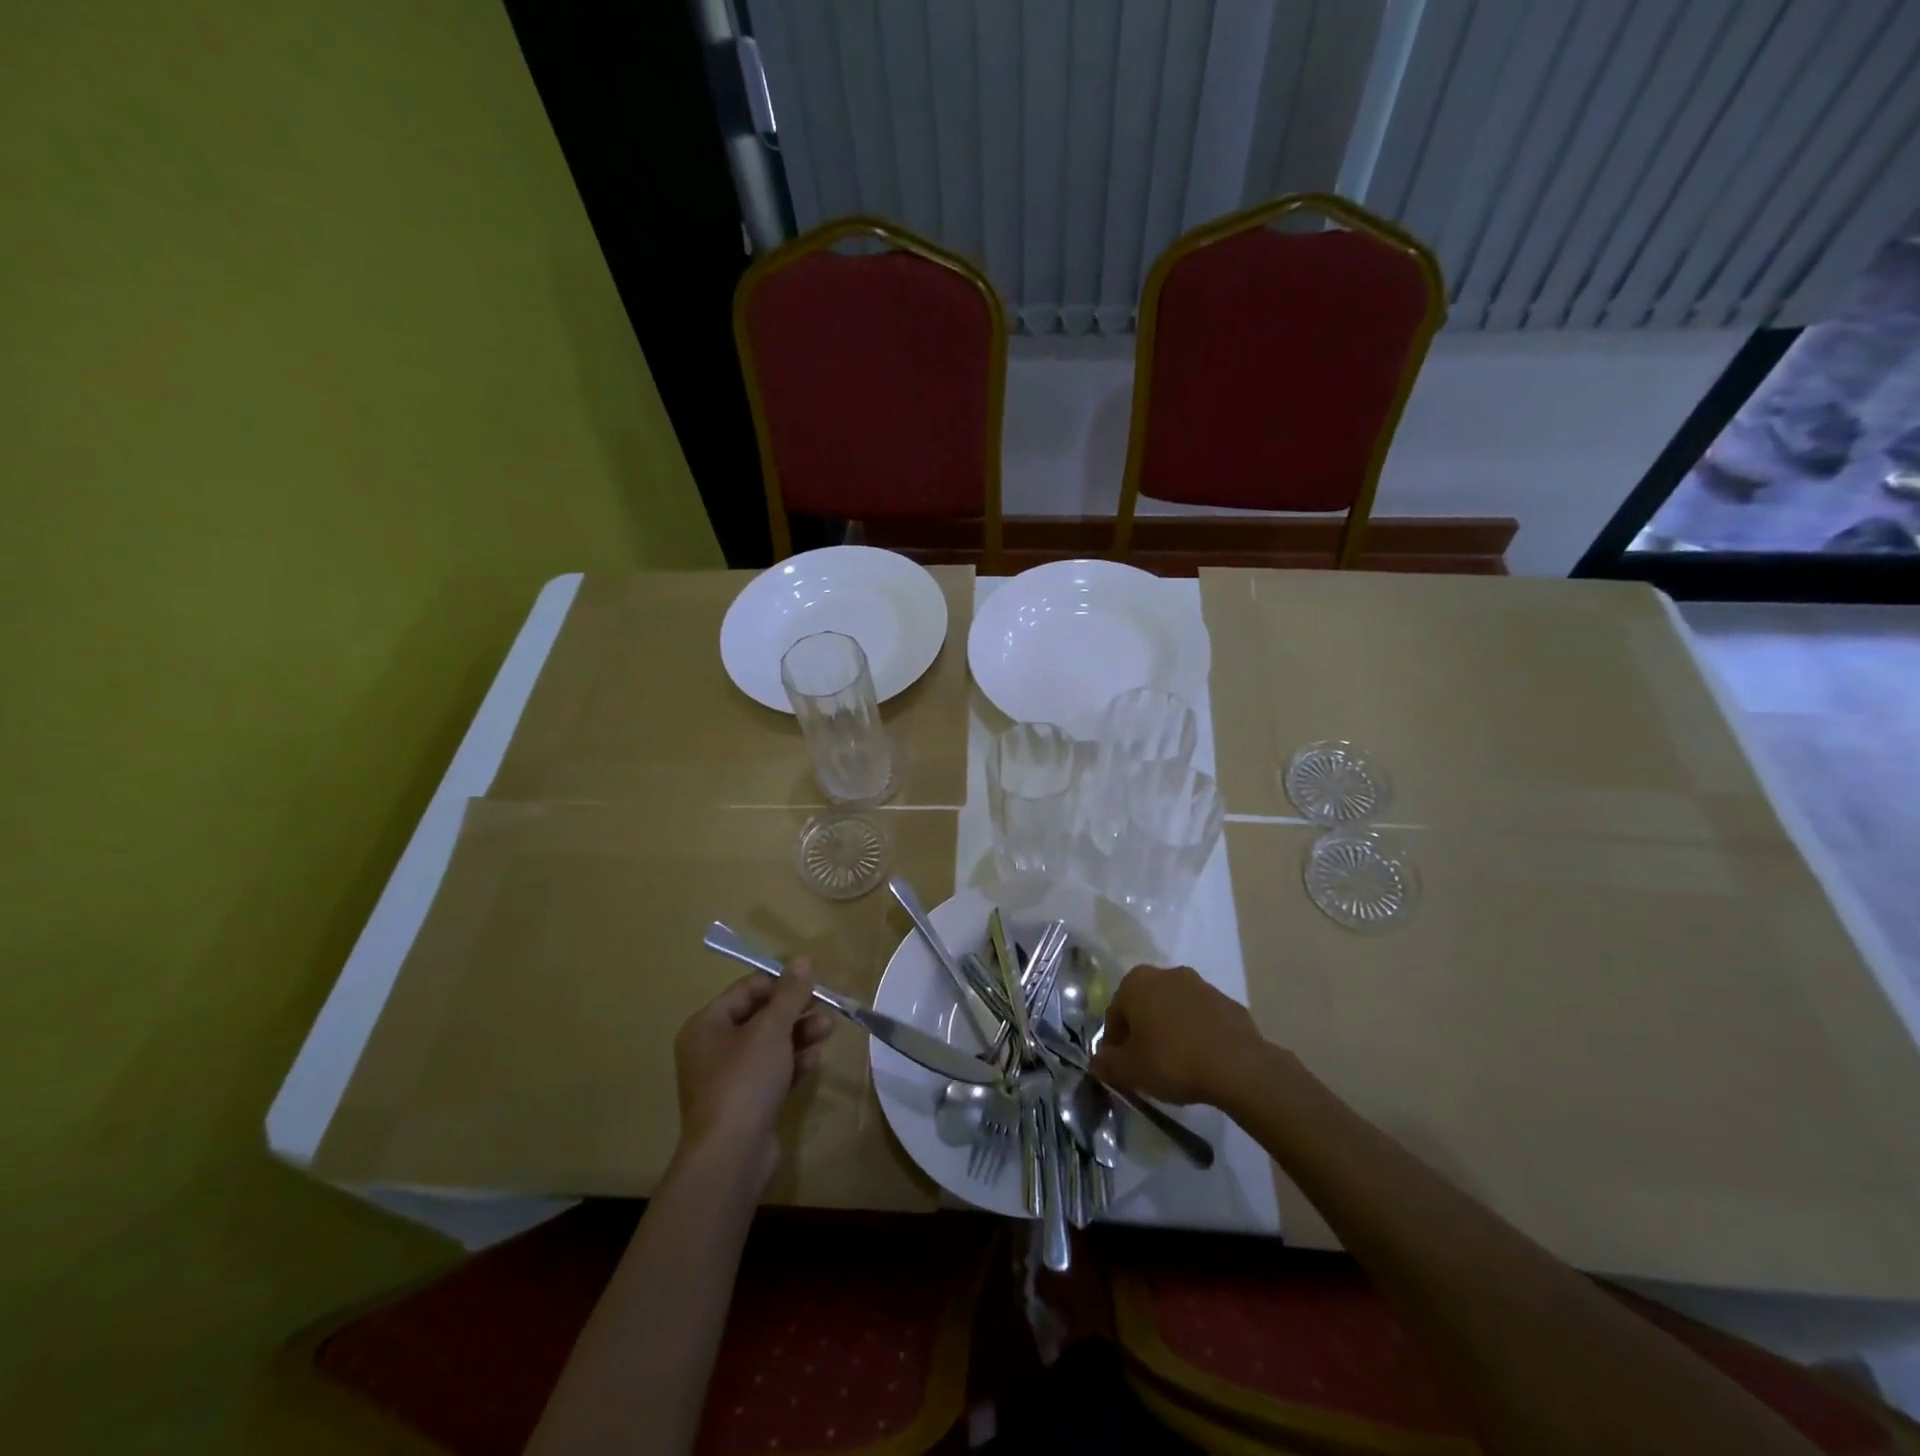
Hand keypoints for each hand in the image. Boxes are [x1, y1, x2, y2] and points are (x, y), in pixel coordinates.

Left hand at [673, 967, 833, 1188]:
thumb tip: (803, 959)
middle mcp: (711, 1049)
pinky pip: (771, 1073)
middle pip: (760, 1018)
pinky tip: (814, 1062)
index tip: (811, 986)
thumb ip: (790, 993)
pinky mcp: (744, 1104)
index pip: (747, 990)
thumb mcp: (771, 1029)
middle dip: (795, 1012)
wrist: (730, 1157)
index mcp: (706, 1025)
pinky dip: (792, 1064)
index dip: (780, 984)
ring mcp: (727, 1079)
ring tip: (827, 1034)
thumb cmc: (745, 1081)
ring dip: (799, 1036)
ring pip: (769, 1046)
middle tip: (825, 1011)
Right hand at [1091, 964, 1266, 1106]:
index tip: (1121, 1068)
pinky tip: (1202, 1061)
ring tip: (1176, 1065)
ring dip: (1170, 1031)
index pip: (1114, 1014)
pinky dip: (1197, 1035)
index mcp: (1136, 982)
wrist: (1237, 1066)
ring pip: (1174, 1010)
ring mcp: (1201, 985)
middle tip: (1146, 1065)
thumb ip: (1106, 1064)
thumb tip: (1097, 1061)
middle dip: (1142, 1033)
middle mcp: (1167, 973)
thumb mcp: (1129, 1070)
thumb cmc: (1172, 1060)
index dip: (1114, 1044)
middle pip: (1144, 1006)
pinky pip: (1202, 1019)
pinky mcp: (1227, 1002)